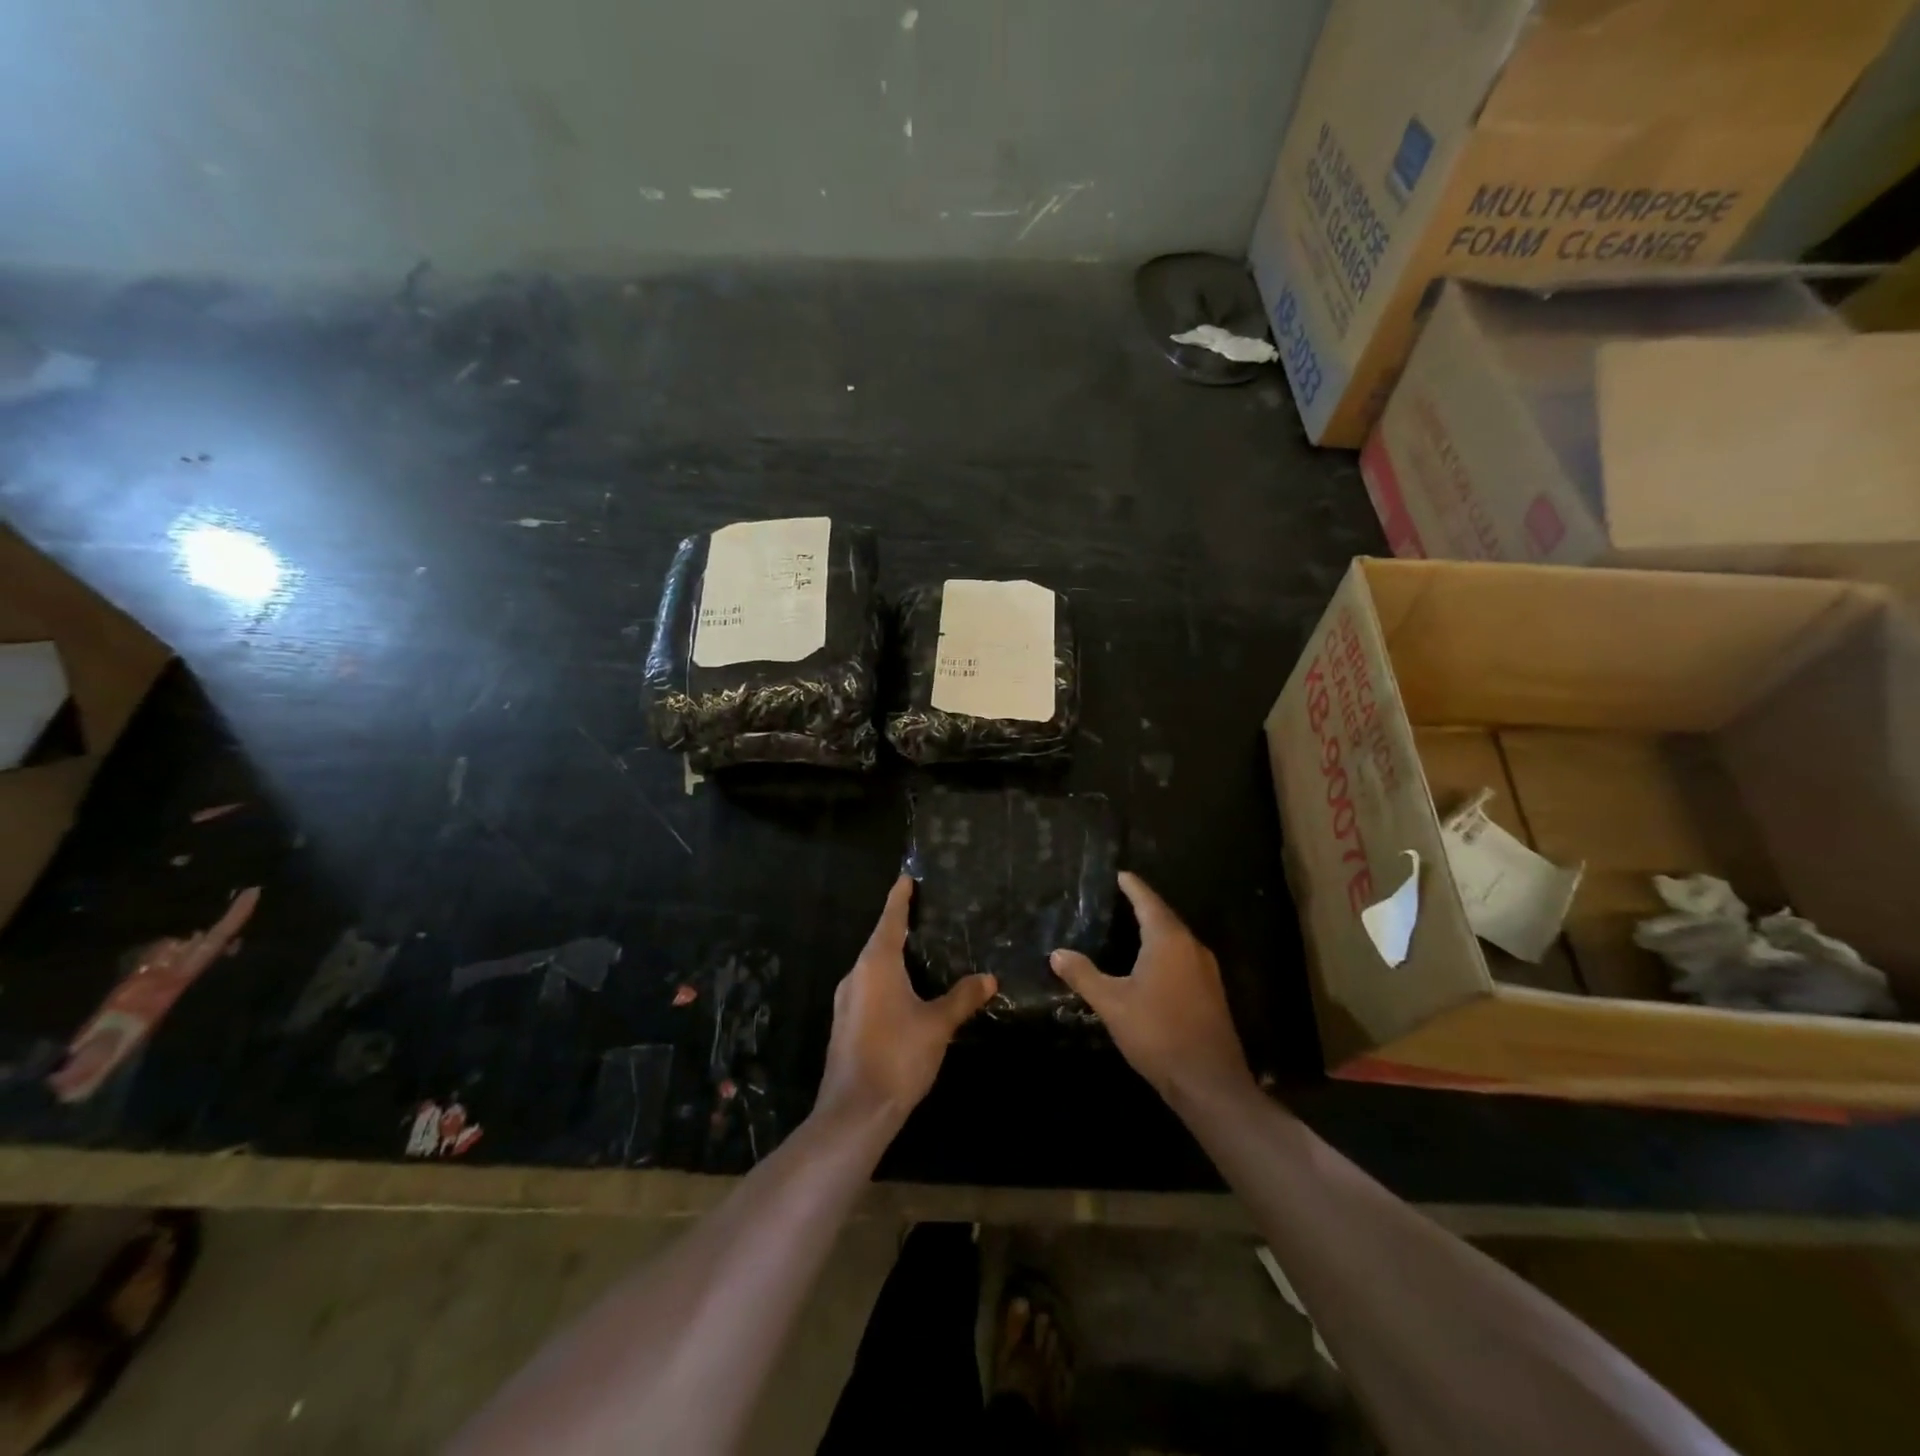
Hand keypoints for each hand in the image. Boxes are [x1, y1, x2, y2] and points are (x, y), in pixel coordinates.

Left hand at [815, 876, 996, 1127]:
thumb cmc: (898, 1056)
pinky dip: (888, 980)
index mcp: (876, 964)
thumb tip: (989, 978)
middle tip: (927, 913)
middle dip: (900, 926)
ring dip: (895, 956)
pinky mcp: (846, 1024)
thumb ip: (962, 998)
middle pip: (880, 941)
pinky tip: (908, 992)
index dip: (900, 897)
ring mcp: (847, 1001)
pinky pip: (870, 988)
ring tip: (922, 950)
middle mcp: (856, 975)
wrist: (855, 1112)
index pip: (891, 919)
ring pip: (874, 967)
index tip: (907, 877)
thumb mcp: (937, 1025)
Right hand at [1051, 872, 1254, 1107]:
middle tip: (1120, 898)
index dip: (1132, 886)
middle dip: (1143, 906)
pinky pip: (1183, 958)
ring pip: (1176, 939)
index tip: (1120, 874)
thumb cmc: (1157, 1033)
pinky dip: (1165, 951)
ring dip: (1155, 930)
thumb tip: (1057, 953)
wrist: (1208, 1082)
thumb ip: (1084, 975)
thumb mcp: (1112, 1004)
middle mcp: (1191, 947)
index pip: (1147, 901)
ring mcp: (1206, 971)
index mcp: (1168, 940)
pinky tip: (1150, 964)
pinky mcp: (1211, 992)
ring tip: (1131, 927)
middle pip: (1164, 917)